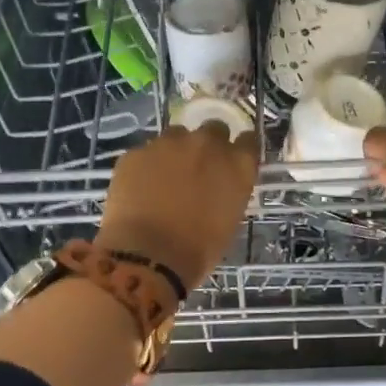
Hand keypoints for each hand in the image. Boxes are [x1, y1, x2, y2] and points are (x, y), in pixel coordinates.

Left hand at [96, 122, 258, 290]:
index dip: (240, 149)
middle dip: (209, 144)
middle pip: (214, 129)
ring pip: (177, 135)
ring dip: (177, 150)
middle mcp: (207, 145)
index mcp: (237, 165)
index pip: (248, 141)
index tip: (233, 160)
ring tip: (166, 178)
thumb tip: (218, 186)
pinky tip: (141, 189)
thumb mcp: (229, 220)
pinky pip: (146, 153)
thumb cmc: (199, 250)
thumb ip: (228, 191)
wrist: (149, 256)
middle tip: (199, 168)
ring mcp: (168, 144)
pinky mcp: (136, 152)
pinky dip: (147, 166)